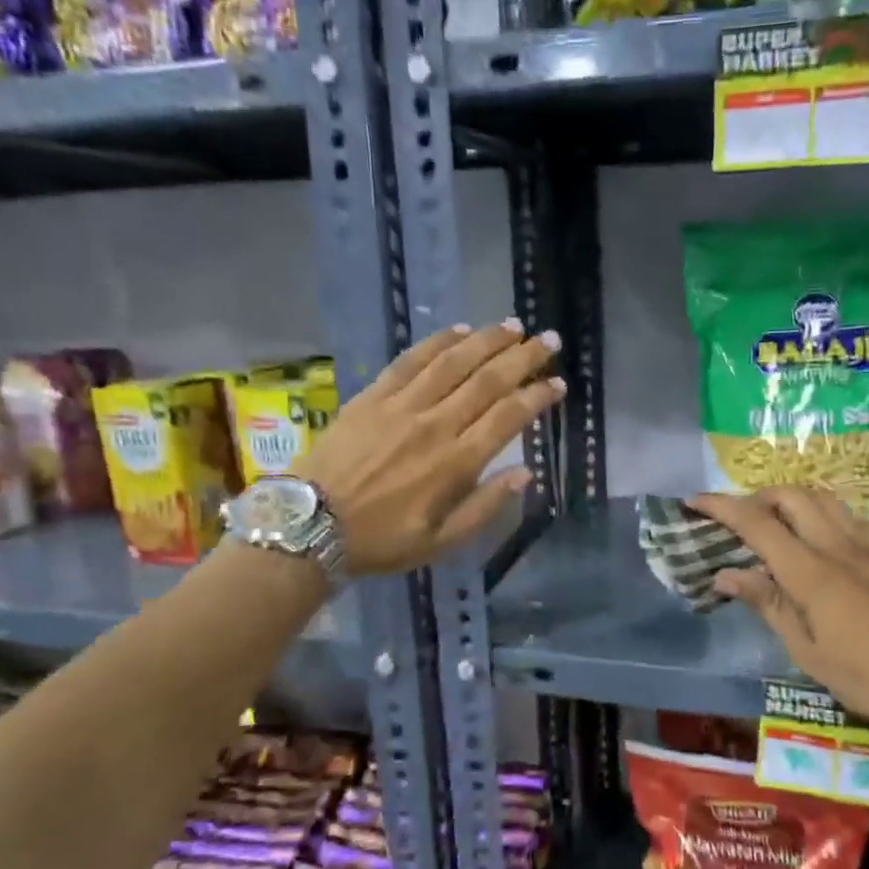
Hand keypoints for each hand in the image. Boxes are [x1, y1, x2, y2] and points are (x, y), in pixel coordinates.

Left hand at [300, 320, 562, 574]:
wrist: (310, 526)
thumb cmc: (381, 540)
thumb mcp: (441, 542)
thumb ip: (485, 506)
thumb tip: (525, 473)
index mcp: (455, 464)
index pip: (508, 418)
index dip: (537, 396)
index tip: (558, 384)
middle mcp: (435, 426)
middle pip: (487, 381)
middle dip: (523, 357)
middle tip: (549, 339)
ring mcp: (401, 407)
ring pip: (453, 362)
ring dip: (487, 340)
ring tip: (513, 325)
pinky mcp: (372, 396)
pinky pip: (410, 361)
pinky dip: (437, 342)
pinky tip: (459, 330)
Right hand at [690, 487, 868, 731]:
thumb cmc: (864, 675)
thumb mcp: (806, 650)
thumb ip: (767, 603)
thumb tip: (726, 575)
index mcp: (810, 571)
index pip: (756, 523)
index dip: (721, 507)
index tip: (693, 501)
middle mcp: (837, 545)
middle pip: (791, 496)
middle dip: (756, 498)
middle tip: (738, 522)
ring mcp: (867, 546)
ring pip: (824, 498)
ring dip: (791, 500)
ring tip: (775, 524)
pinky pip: (851, 517)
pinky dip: (825, 515)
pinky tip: (822, 539)